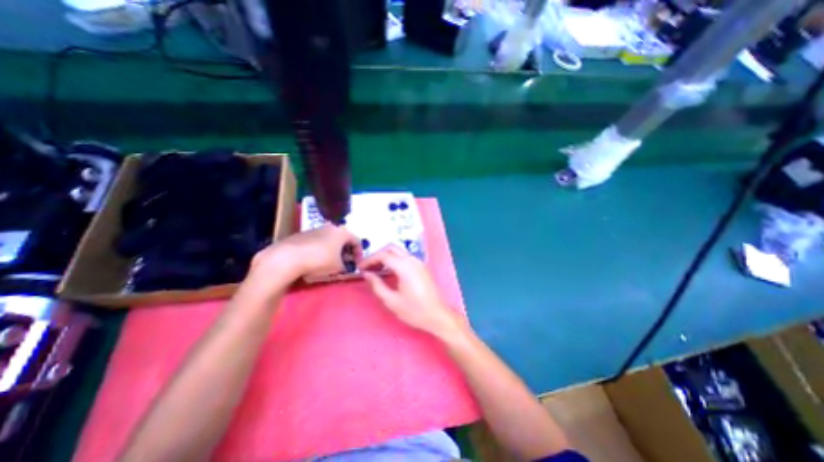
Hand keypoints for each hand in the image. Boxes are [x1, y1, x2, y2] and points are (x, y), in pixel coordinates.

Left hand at [251, 225, 360, 279]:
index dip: (359, 254)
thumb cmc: (320, 260)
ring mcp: (316, 229)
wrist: (288, 257)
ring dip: (334, 250)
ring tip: (331, 263)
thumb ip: (347, 266)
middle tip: (345, 263)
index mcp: (342, 232)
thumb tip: (346, 266)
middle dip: (346, 252)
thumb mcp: (338, 267)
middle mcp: (331, 227)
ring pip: (330, 240)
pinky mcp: (303, 234)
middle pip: (343, 239)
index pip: (357, 241)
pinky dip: (322, 250)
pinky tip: (316, 260)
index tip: (357, 264)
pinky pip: (318, 241)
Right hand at [360, 245, 465, 337]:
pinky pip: (405, 258)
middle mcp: (412, 260)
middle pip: (391, 248)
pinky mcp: (422, 267)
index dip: (369, 260)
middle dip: (378, 255)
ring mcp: (419, 262)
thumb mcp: (391, 301)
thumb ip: (377, 285)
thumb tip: (366, 274)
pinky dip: (395, 260)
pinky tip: (389, 272)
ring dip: (386, 257)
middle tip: (368, 268)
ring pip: (399, 252)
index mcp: (405, 266)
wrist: (437, 315)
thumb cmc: (414, 310)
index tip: (360, 268)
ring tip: (376, 270)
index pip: (383, 255)